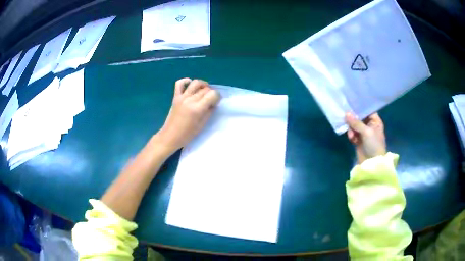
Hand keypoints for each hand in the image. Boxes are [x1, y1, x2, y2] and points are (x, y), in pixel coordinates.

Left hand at [156, 78, 219, 153]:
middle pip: (205, 89)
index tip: (217, 101)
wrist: (170, 136)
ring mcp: (182, 97)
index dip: (217, 96)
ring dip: (202, 84)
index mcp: (197, 108)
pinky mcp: (175, 97)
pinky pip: (179, 84)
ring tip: (203, 91)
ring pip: (195, 83)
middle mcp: (190, 100)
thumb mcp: (202, 125)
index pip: (212, 94)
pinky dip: (185, 81)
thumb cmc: (187, 134)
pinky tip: (190, 84)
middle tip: (211, 100)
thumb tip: (213, 103)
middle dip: (211, 93)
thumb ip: (209, 111)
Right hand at [345, 112, 385, 163]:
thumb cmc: (374, 145)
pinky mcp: (359, 140)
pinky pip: (353, 133)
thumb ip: (356, 123)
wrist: (372, 164)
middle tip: (347, 121)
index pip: (367, 110)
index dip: (359, 108)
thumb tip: (346, 113)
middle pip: (359, 118)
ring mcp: (364, 133)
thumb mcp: (366, 132)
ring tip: (351, 135)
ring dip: (351, 129)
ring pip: (354, 126)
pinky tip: (352, 139)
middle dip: (353, 120)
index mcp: (375, 121)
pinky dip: (351, 135)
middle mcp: (370, 126)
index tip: (351, 104)